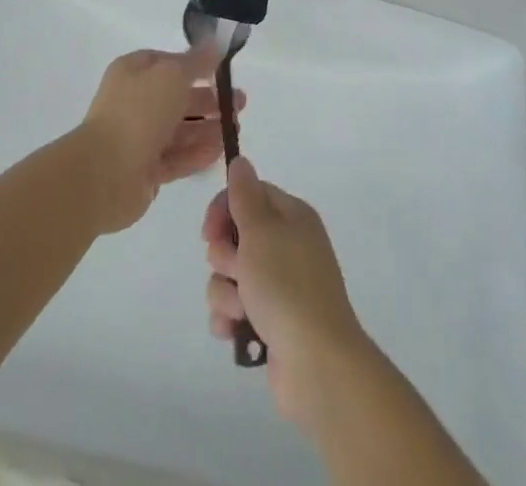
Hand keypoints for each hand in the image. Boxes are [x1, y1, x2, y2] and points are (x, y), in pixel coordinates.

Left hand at [75, 46, 242, 234]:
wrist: (104, 173)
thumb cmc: (138, 112)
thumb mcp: (172, 75)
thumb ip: (196, 62)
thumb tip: (214, 44)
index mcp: (134, 72)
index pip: (168, 63)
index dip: (196, 66)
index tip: (223, 71)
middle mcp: (135, 102)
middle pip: (178, 98)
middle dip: (209, 100)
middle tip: (240, 104)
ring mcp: (139, 138)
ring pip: (180, 129)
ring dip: (208, 128)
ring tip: (236, 129)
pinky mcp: (145, 170)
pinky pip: (177, 157)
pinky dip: (197, 153)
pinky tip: (220, 151)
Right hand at [203, 156, 370, 427]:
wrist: (316, 364)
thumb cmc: (286, 286)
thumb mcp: (261, 230)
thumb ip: (245, 195)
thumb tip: (240, 161)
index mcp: (292, 217)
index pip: (249, 194)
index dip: (224, 209)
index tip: (209, 231)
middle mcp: (288, 246)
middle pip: (236, 236)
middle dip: (224, 256)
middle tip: (235, 270)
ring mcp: (280, 286)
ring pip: (231, 274)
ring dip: (225, 292)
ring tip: (240, 310)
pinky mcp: (270, 321)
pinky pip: (235, 308)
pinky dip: (230, 318)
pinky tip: (234, 331)